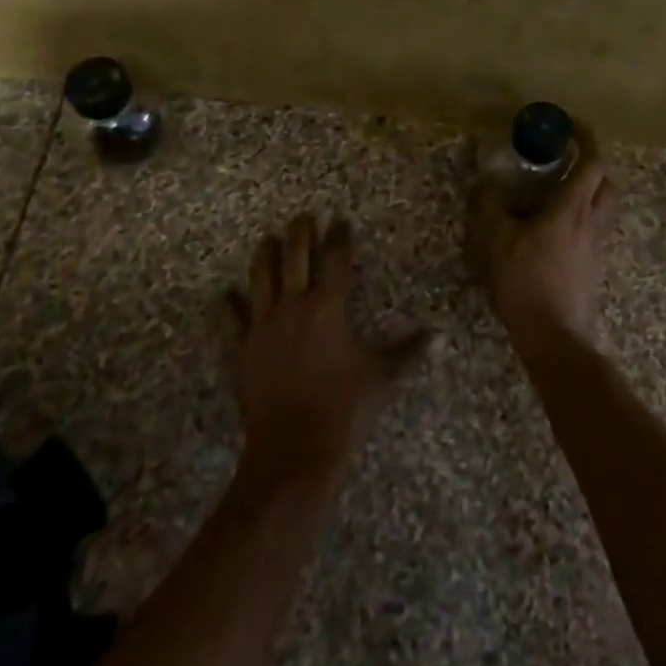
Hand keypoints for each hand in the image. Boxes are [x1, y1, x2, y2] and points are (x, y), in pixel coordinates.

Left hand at [225, 215, 430, 486]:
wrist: (294, 449)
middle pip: (295, 255)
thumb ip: (410, 352)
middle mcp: (294, 305)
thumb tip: (442, 337)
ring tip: (269, 239)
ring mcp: (263, 325)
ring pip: (261, 276)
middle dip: (301, 232)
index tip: (341, 221)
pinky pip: (230, 319)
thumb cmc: (344, 408)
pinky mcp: (242, 348)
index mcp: (328, 307)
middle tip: (304, 217)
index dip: (339, 237)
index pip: (335, 259)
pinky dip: (227, 305)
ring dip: (266, 254)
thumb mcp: (383, 377)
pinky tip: (224, 294)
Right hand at [478, 142, 617, 350]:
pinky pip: (594, 228)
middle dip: (594, 164)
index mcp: (571, 208)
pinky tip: (555, 226)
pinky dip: (582, 215)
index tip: (571, 125)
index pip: (592, 163)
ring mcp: (596, 245)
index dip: (586, 139)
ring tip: (560, 190)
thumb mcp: (498, 241)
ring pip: (605, 206)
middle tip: (568, 159)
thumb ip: (492, 207)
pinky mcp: (593, 265)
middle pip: (608, 182)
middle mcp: (591, 221)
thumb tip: (487, 182)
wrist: (555, 337)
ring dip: (591, 190)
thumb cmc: (526, 283)